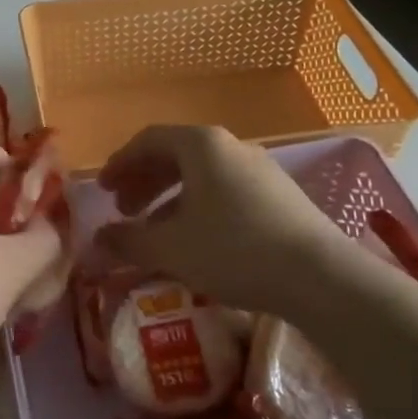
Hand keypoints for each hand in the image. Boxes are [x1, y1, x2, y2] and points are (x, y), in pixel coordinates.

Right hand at [95, 125, 378, 322]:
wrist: (320, 277)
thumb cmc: (233, 250)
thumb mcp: (170, 248)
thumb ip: (128, 240)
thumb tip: (97, 240)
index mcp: (202, 145)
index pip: (149, 140)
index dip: (120, 163)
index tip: (102, 189)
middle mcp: (232, 147)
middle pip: (175, 156)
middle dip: (143, 182)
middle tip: (123, 210)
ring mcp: (260, 171)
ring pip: (202, 177)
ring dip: (169, 199)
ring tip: (153, 231)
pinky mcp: (279, 197)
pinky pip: (225, 192)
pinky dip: (198, 209)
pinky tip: (194, 242)